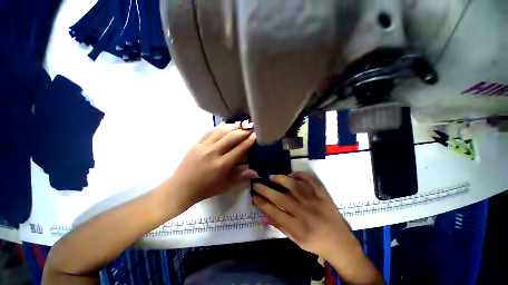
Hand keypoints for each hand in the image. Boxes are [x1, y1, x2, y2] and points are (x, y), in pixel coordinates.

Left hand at [163, 123, 258, 209]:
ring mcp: (203, 146)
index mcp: (222, 165)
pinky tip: (226, 126)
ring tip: (240, 124)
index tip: (255, 135)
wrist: (180, 188)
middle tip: (250, 128)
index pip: (239, 149)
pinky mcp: (196, 143)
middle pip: (231, 137)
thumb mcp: (225, 185)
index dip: (249, 141)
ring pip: (220, 131)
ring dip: (232, 126)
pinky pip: (210, 131)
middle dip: (243, 131)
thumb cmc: (205, 189)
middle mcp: (213, 153)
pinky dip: (220, 127)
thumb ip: (242, 177)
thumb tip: (257, 173)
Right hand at [252, 172, 382, 283]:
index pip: (274, 212)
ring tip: (271, 177)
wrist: (340, 244)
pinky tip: (293, 174)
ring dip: (281, 179)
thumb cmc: (316, 244)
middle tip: (256, 184)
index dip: (261, 203)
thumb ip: (279, 227)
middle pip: (280, 198)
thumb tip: (263, 217)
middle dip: (265, 190)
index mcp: (297, 227)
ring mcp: (315, 202)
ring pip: (295, 186)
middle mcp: (304, 213)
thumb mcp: (296, 241)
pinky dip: (302, 175)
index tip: (253, 196)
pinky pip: (312, 181)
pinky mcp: (324, 196)